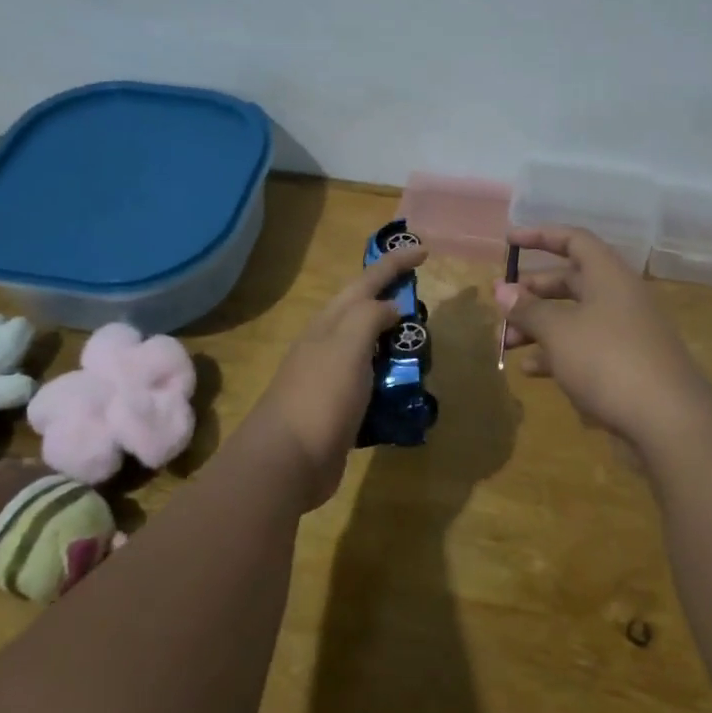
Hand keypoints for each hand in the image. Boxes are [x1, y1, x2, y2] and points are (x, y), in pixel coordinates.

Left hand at [247, 241, 427, 509]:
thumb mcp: (347, 345)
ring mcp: (333, 379)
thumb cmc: (320, 395)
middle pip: (365, 313)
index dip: (394, 264)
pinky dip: (392, 382)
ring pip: (371, 350)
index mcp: (331, 323)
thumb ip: (369, 317)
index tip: (423, 252)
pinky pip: (373, 386)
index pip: (366, 282)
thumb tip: (390, 308)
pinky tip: (410, 392)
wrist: (286, 460)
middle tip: (425, 302)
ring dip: (396, 345)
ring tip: (425, 348)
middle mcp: (330, 345)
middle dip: (394, 300)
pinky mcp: (341, 411)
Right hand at [496, 226, 711, 457]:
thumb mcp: (558, 331)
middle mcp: (618, 296)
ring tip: (507, 344)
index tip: (508, 242)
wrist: (668, 420)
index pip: (573, 240)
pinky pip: (584, 348)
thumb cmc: (608, 360)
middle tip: (501, 307)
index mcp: (608, 275)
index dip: (540, 236)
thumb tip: (501, 290)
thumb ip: (527, 309)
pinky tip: (531, 371)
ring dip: (538, 326)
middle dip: (531, 293)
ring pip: (573, 317)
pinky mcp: (625, 364)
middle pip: (569, 281)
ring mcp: (624, 331)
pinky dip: (556, 354)